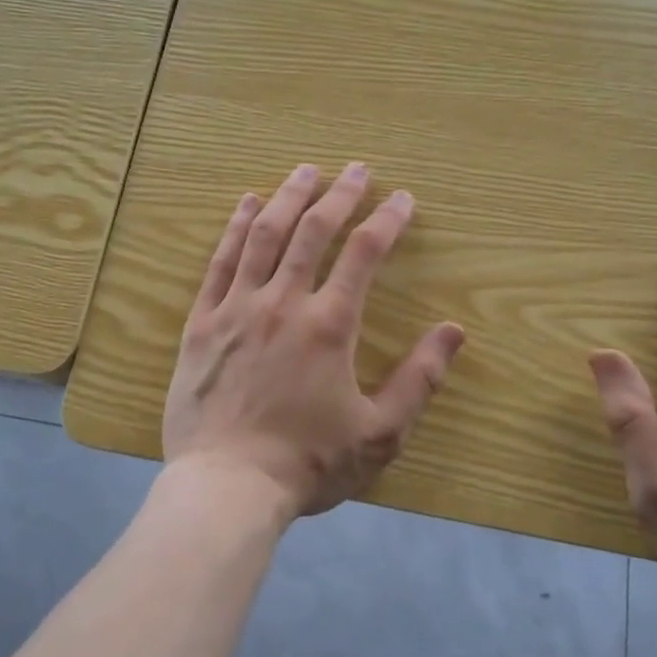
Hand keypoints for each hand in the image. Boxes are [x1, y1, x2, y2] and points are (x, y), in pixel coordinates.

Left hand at [162, 162, 465, 524]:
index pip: (364, 254)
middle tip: (356, 169)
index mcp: (329, 325)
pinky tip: (247, 203)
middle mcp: (283, 303)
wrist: (226, 487)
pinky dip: (235, 227)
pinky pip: (220, 262)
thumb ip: (420, 379)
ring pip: (264, 235)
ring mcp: (237, 308)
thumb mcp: (380, 433)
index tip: (402, 198)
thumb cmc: (307, 463)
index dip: (387, 220)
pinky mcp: (202, 322)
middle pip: (314, 231)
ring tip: (306, 170)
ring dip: (288, 197)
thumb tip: (454, 331)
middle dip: (339, 194)